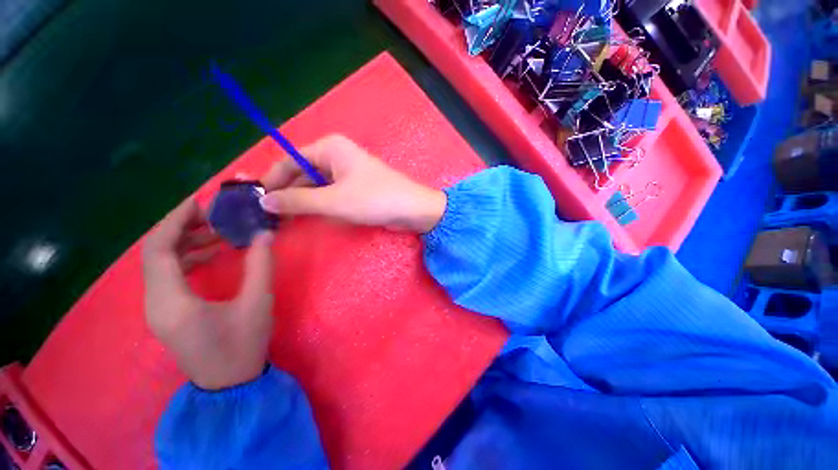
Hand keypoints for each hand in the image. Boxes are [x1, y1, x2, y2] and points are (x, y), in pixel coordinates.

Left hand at [143, 198, 274, 389]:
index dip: (174, 221)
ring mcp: (158, 309)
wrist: (229, 383)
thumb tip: (264, 234)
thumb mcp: (258, 302)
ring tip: (216, 232)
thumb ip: (260, 265)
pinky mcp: (167, 312)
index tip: (199, 203)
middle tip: (213, 215)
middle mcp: (155, 303)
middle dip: (181, 228)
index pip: (158, 251)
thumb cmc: (243, 345)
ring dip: (184, 243)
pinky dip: (186, 259)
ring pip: (160, 264)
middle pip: (155, 254)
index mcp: (172, 302)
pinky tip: (210, 254)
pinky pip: (168, 276)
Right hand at [259, 135, 446, 232]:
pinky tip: (310, 216)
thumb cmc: (375, 199)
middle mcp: (337, 156)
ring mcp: (348, 172)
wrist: (412, 210)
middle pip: (303, 172)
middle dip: (288, 192)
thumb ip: (298, 201)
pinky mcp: (356, 187)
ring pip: (316, 185)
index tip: (257, 200)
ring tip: (285, 219)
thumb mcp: (333, 201)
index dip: (272, 180)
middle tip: (271, 215)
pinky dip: (320, 203)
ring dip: (303, 200)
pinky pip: (330, 193)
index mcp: (330, 148)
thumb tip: (264, 201)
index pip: (290, 160)